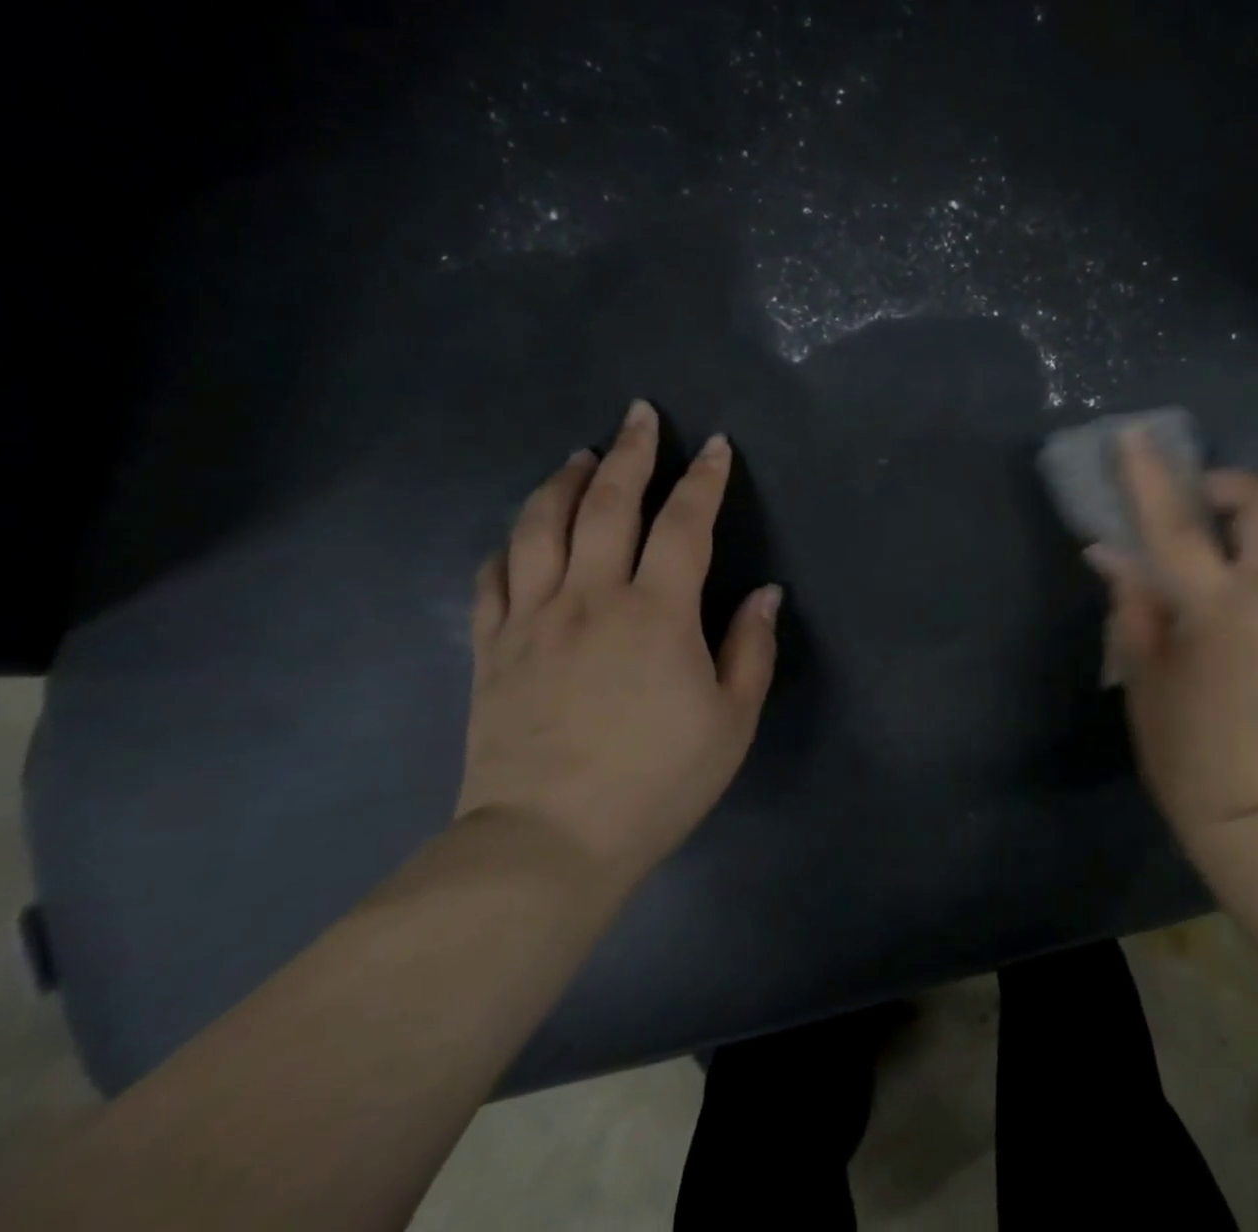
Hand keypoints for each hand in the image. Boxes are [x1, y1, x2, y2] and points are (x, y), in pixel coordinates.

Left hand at [457, 400, 781, 885]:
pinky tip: (523, 532)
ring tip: (581, 456)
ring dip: (564, 482)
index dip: (704, 479)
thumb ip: (751, 649)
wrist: (550, 843)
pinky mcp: (492, 649)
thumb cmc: (657, 781)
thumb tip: (765, 593)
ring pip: (541, 526)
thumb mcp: (732, 720)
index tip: (715, 445)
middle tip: (640, 415)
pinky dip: (510, 543)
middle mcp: (591, 598)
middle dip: (630, 452)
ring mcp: (533, 619)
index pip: (684, 523)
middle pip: (608, 504)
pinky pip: (494, 577)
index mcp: (656, 613)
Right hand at [1089, 430, 1257, 854]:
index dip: (1151, 478)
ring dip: (1255, 504)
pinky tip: (1242, 552)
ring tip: (1215, 522)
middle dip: (1225, 483)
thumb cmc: (1185, 748)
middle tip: (1186, 499)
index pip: (1180, 526)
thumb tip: (1110, 551)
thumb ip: (1132, 601)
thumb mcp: (1142, 673)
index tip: (1131, 437)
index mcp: (1219, 611)